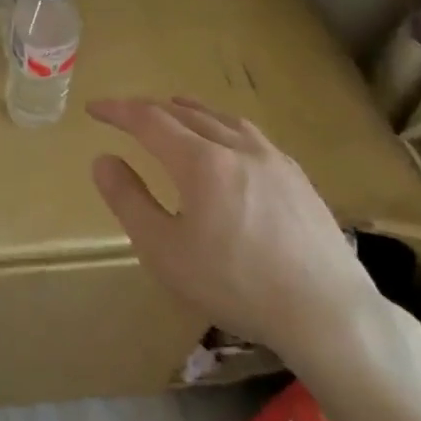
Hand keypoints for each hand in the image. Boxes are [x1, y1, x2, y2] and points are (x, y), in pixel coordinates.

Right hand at [87, 96, 379, 355]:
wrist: (326, 312)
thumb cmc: (234, 283)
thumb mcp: (163, 249)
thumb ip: (128, 200)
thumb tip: (103, 159)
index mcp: (201, 162)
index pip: (149, 120)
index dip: (118, 111)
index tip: (93, 108)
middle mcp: (238, 148)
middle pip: (186, 113)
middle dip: (150, 109)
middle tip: (125, 114)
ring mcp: (274, 160)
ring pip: (223, 119)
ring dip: (190, 112)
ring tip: (174, 111)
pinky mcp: (298, 179)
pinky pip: (251, 135)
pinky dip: (223, 127)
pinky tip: (228, 145)